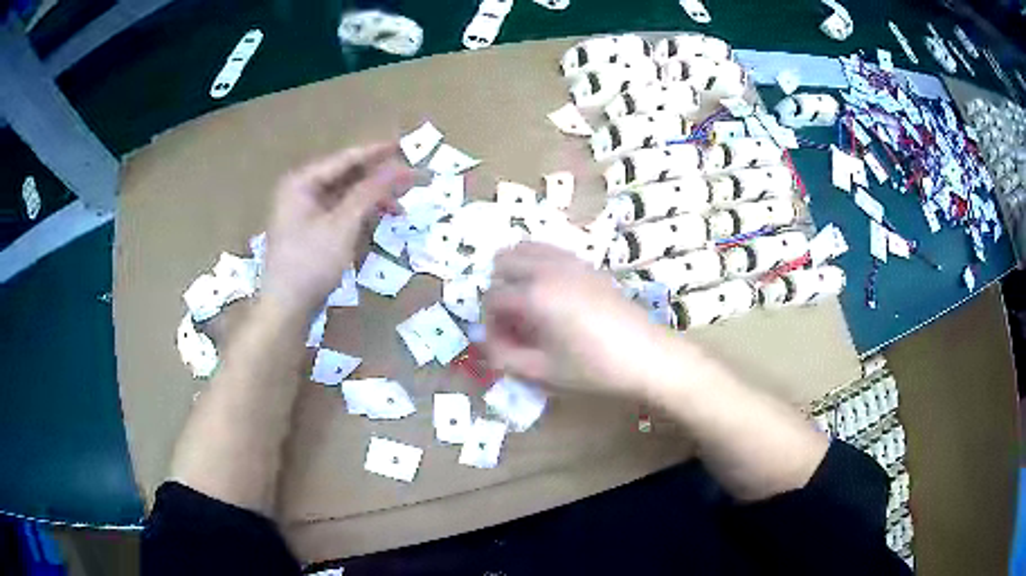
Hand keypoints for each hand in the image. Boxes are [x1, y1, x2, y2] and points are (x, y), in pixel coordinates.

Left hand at [261, 143, 413, 316]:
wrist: (286, 309)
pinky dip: (359, 214)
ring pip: (344, 196)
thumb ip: (370, 192)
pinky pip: (339, 213)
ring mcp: (303, 212)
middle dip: (377, 179)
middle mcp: (300, 191)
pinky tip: (379, 219)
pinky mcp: (309, 231)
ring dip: (371, 199)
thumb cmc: (310, 263)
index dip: (376, 153)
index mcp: (301, 182)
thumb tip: (399, 167)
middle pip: (345, 176)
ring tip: (400, 206)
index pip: (344, 159)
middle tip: (409, 179)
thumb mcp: (343, 225)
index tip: (403, 146)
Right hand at [483, 243, 670, 397]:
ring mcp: (570, 261)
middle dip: (499, 289)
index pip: (492, 298)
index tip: (503, 343)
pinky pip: (550, 251)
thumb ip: (505, 358)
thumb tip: (488, 344)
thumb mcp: (543, 371)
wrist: (647, 356)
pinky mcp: (587, 264)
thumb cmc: (594, 368)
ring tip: (529, 305)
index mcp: (535, 295)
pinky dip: (539, 265)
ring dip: (517, 272)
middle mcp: (549, 268)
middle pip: (503, 261)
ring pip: (525, 248)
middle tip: (514, 320)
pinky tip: (551, 294)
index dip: (491, 322)